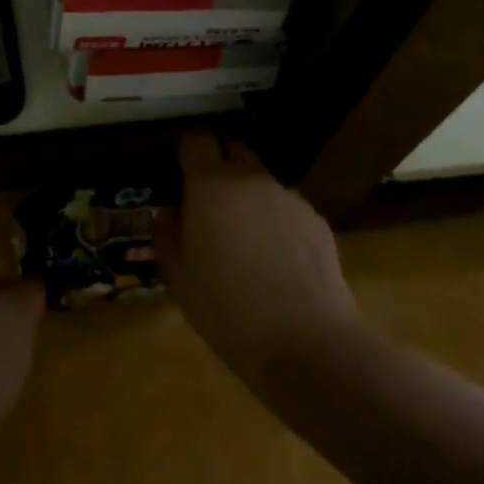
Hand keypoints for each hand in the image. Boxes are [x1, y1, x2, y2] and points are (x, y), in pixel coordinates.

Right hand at [154, 132, 359, 384]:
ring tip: (249, 246)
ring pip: (261, 183)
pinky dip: (279, 225)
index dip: (189, 153)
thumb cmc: (228, 309)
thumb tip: (169, 213)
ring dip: (250, 200)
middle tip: (212, 210)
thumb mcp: (178, 279)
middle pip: (233, 152)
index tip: (183, 177)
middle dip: (221, 171)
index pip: (196, 140)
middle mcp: (250, 179)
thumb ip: (166, 235)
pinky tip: (280, 266)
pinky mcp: (317, 220)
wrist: (307, 344)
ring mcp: (287, 197)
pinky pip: (287, 210)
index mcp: (210, 185)